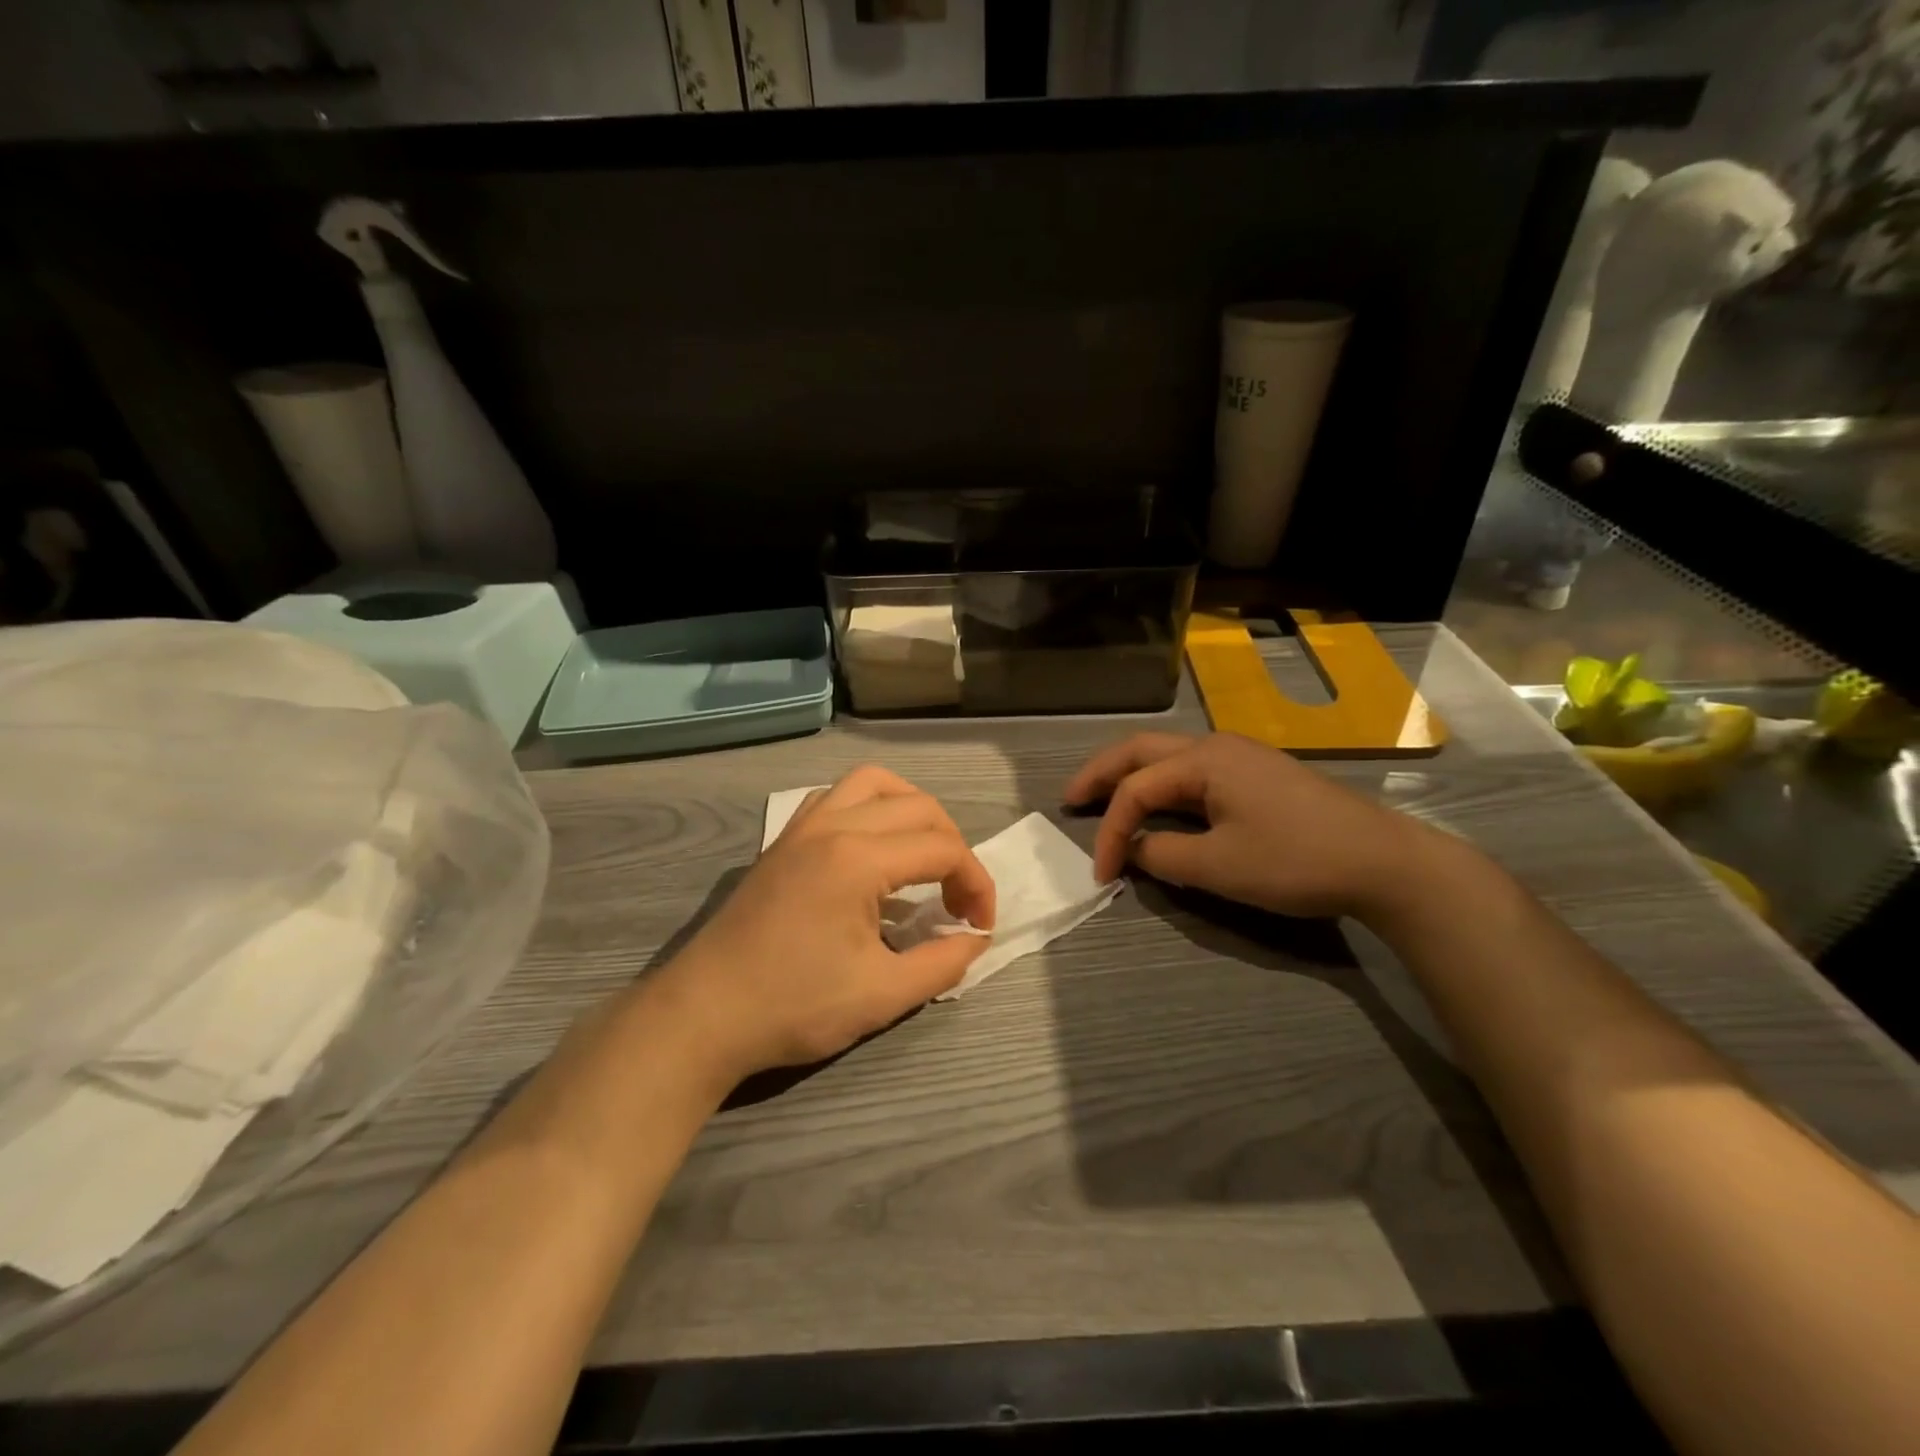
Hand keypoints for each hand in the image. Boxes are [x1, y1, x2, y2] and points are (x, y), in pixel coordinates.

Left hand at [647, 766, 996, 1085]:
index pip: (943, 849)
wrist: (702, 1015)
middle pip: (918, 807)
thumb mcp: (882, 995)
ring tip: (924, 855)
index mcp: (859, 858)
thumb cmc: (793, 1005)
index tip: (980, 926)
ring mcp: (802, 826)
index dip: (976, 884)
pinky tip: (870, 847)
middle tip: (957, 898)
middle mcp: (833, 825)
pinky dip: (868, 807)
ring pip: (873, 783)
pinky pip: (835, 796)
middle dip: (953, 846)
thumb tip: (975, 939)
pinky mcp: (782, 840)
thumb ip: (942, 963)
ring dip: (912, 810)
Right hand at [1062, 732, 1439, 920]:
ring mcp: (1240, 757)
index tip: (1101, 875)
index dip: (1111, 832)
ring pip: (1167, 757)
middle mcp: (1215, 746)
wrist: (1382, 860)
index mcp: (1203, 760)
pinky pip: (1192, 771)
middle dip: (1101, 774)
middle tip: (1071, 800)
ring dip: (1131, 776)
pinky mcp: (1257, 774)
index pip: (1136, 790)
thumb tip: (1137, 849)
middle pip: (1142, 751)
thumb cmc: (1295, 860)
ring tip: (1103, 798)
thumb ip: (1163, 855)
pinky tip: (1158, 803)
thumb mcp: (1219, 866)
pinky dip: (1161, 785)